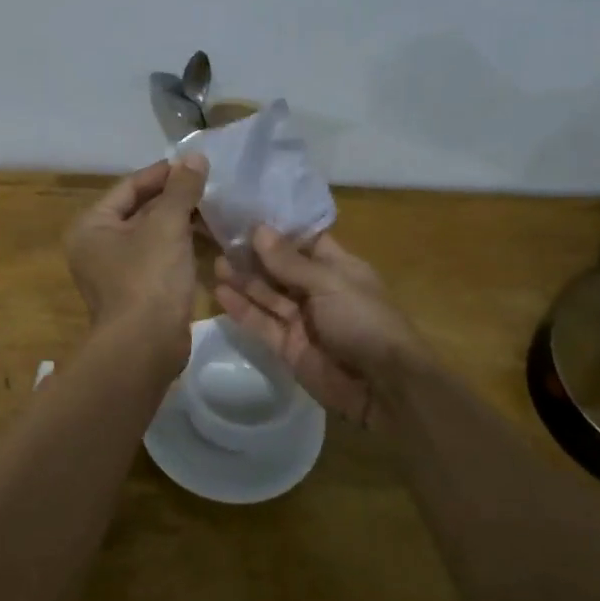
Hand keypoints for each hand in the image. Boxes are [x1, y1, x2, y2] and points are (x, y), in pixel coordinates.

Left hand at [65, 155, 209, 352]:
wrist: (145, 348)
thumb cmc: (148, 278)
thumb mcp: (167, 226)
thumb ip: (181, 190)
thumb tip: (195, 157)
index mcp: (92, 226)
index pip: (129, 187)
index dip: (162, 173)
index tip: (194, 164)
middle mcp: (96, 246)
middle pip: (139, 210)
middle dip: (173, 198)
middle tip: (208, 184)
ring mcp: (115, 271)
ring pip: (151, 235)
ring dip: (179, 222)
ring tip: (214, 208)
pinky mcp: (136, 291)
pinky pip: (158, 257)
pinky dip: (179, 246)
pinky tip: (207, 239)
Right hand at [214, 226, 428, 428]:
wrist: (383, 387)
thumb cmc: (364, 321)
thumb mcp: (329, 283)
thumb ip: (289, 261)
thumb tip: (258, 229)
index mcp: (338, 268)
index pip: (303, 241)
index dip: (277, 229)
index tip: (247, 213)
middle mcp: (318, 290)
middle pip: (280, 268)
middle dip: (254, 255)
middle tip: (221, 238)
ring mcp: (302, 320)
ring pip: (267, 295)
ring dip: (244, 279)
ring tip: (216, 262)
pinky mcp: (287, 347)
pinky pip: (261, 323)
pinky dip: (242, 309)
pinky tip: (220, 292)